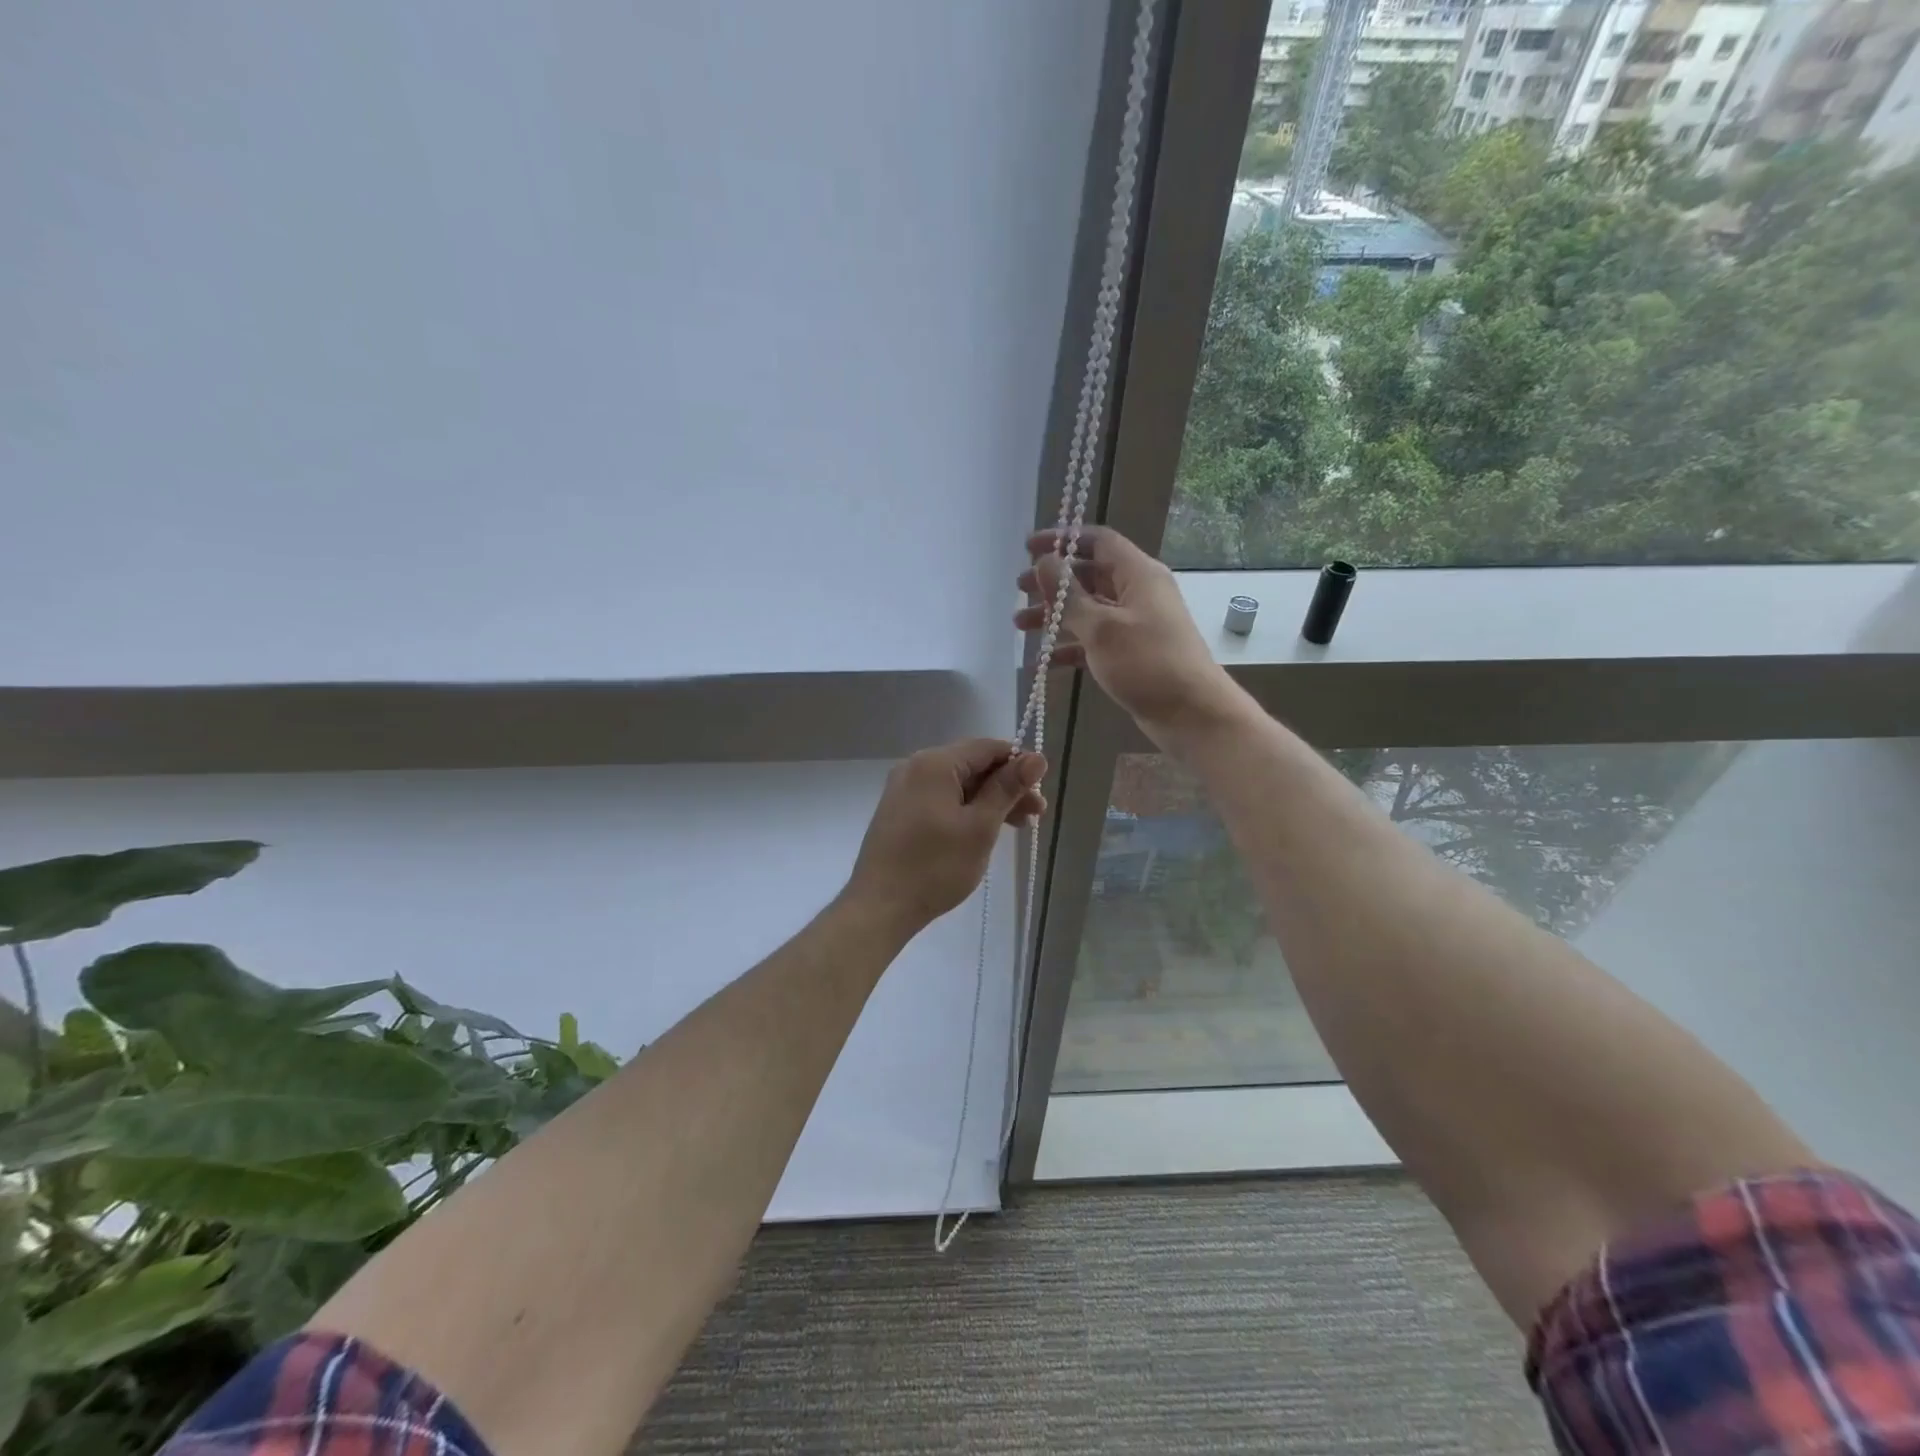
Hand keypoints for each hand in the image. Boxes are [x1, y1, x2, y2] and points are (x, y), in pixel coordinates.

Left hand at [844, 740, 1046, 935]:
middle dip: (1006, 786)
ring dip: (989, 800)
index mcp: (935, 763)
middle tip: (1036, 815)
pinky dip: (965, 810)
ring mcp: (903, 789)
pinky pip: (940, 799)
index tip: (1040, 791)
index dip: (1019, 764)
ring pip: (958, 784)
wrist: (880, 906)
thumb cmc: (935, 866)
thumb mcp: (980, 826)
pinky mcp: (899, 811)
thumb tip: (1036, 758)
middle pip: (972, 765)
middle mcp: (915, 766)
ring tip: (1017, 827)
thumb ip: (1007, 788)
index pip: (987, 747)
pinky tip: (983, 831)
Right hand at [1015, 526, 1237, 742]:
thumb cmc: (1147, 663)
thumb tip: (1044, 561)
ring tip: (1020, 626)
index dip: (1063, 539)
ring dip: (1055, 615)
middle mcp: (1137, 593)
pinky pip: (1093, 641)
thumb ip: (1068, 595)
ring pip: (1088, 610)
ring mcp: (1135, 624)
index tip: (1029, 548)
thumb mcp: (1101, 627)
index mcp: (1138, 574)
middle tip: (1019, 590)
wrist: (1191, 714)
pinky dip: (1069, 647)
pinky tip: (1042, 662)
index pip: (1098, 541)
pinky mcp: (1131, 654)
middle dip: (1053, 581)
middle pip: (1089, 575)